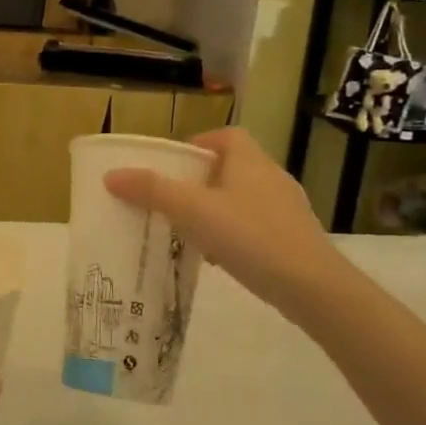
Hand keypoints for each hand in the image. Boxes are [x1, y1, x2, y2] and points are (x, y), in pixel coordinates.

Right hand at [103, 127, 337, 316]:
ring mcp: (287, 210)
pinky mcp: (294, 239)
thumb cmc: (251, 237)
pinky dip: (233, 234)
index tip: (174, 165)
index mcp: (250, 161)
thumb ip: (152, 191)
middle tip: (171, 199)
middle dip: (200, 181)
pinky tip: (217, 257)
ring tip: (188, 230)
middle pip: (232, 168)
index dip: (199, 144)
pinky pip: (255, 226)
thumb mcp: (193, 211)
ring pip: (243, 199)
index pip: (226, 136)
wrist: (314, 288)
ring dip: (216, 209)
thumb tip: (112, 175)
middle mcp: (272, 178)